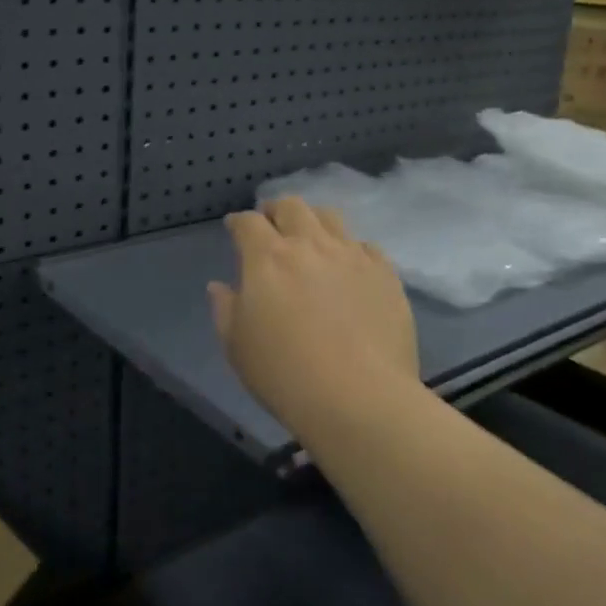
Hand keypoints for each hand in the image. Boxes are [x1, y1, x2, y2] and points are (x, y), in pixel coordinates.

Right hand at [209, 197, 419, 436]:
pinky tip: (349, 268)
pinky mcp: (385, 275)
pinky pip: (366, 247)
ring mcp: (352, 256)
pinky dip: (351, 249)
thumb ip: (224, 308)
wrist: (359, 398)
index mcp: (267, 258)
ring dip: (314, 221)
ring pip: (330, 217)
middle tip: (272, 227)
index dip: (238, 222)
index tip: (234, 229)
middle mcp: (310, 245)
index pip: (248, 222)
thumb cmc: (283, 374)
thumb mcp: (236, 345)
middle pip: (291, 206)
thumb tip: (220, 286)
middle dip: (276, 211)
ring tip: (312, 240)